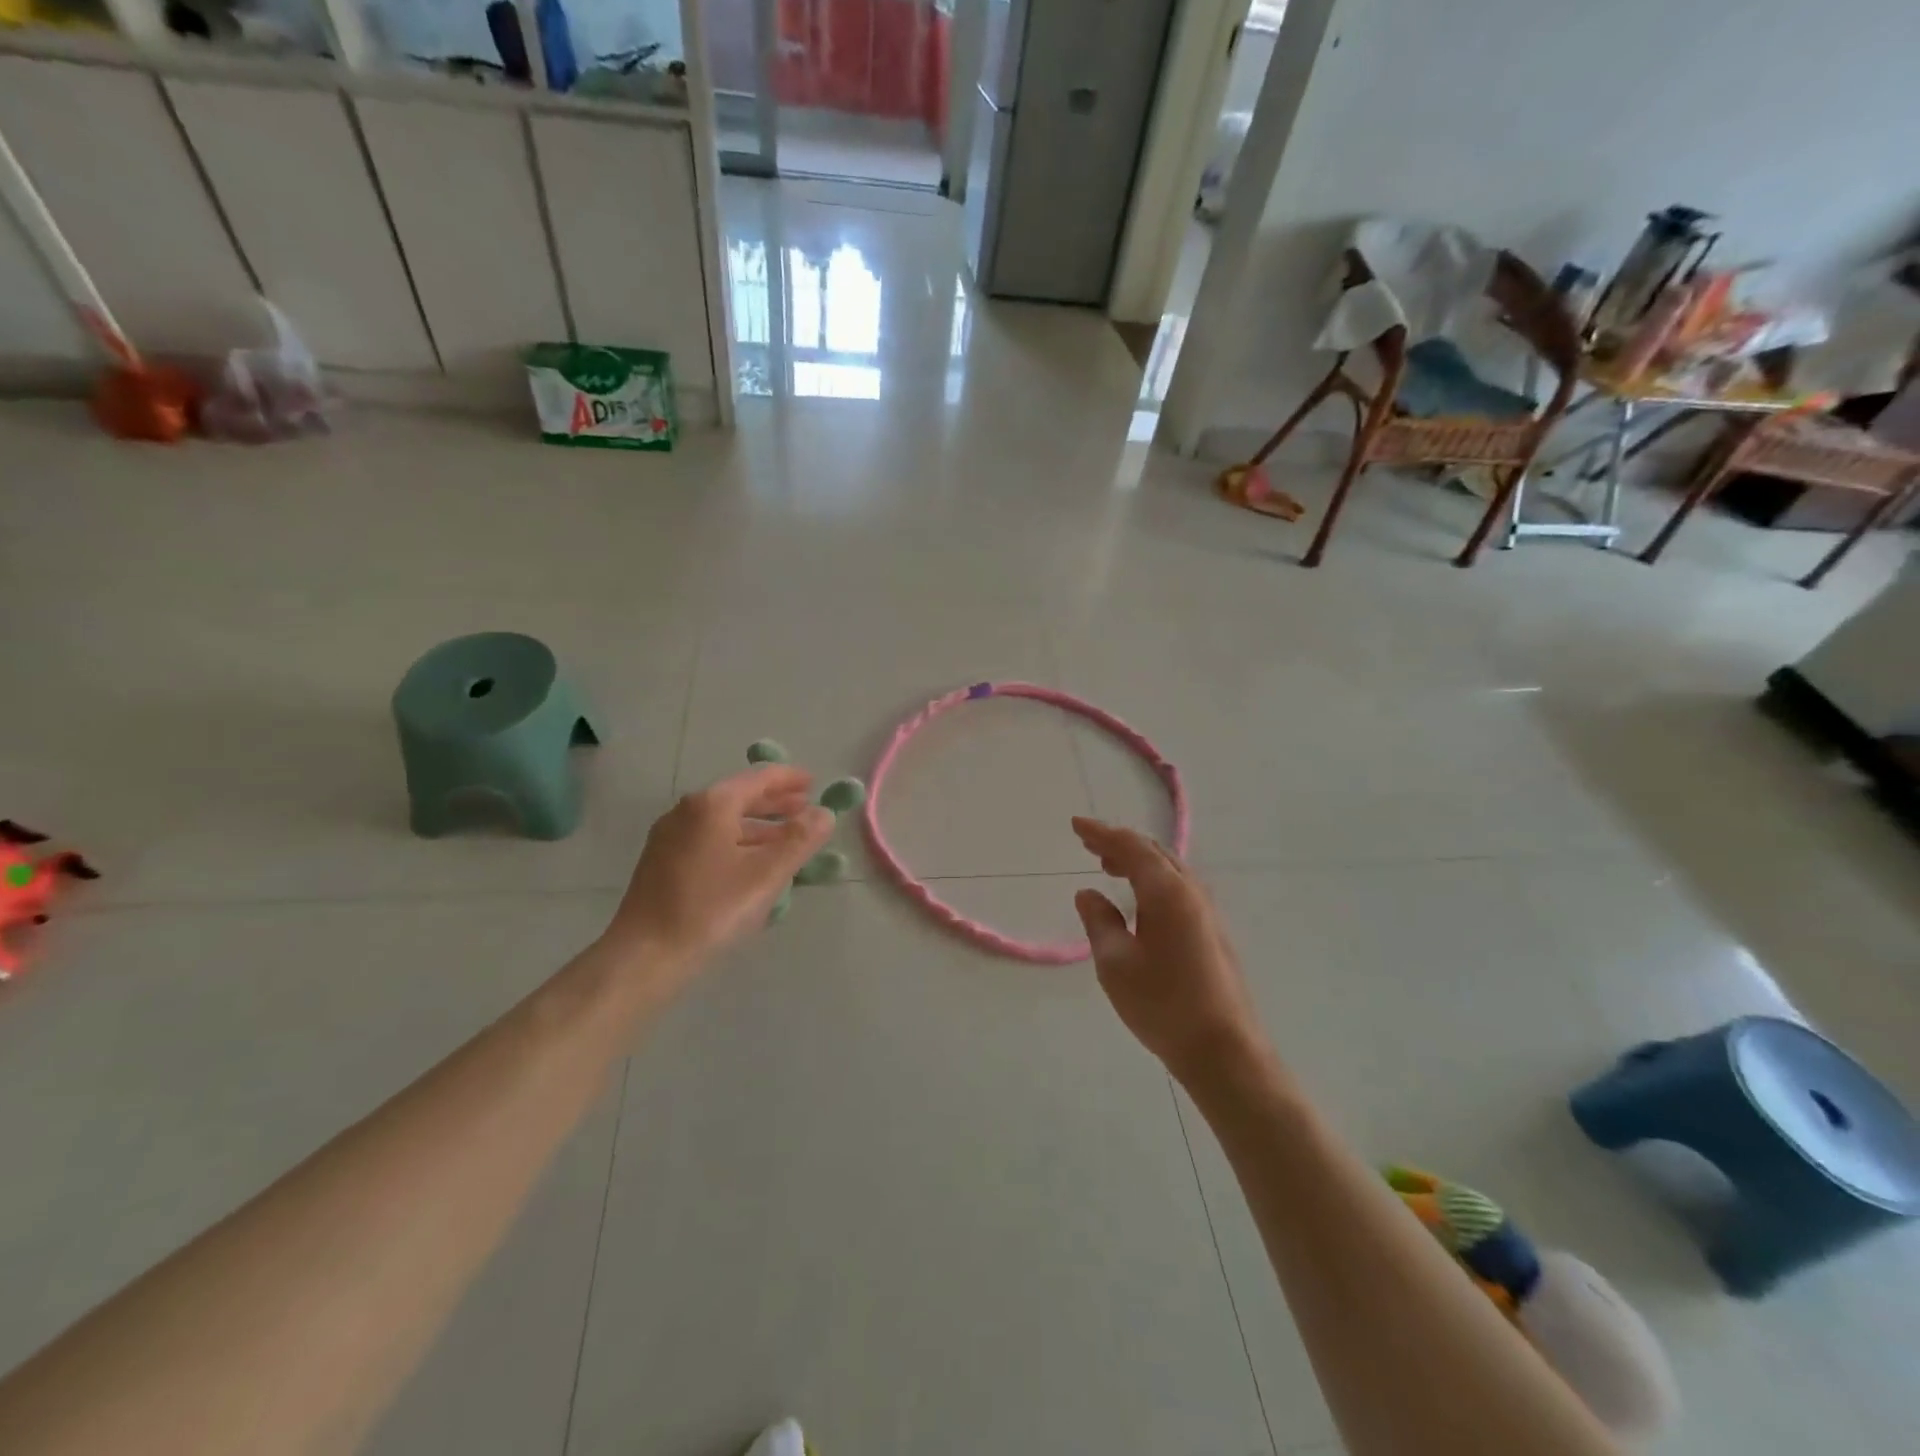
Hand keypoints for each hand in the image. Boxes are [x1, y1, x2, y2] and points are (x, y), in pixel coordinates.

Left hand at [604, 764, 834, 983]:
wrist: (645, 957)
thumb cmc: (711, 909)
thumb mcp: (767, 874)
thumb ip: (801, 840)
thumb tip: (825, 813)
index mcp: (712, 805)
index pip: (759, 779)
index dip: (789, 779)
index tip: (814, 783)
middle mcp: (687, 812)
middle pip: (739, 797)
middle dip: (775, 803)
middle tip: (806, 809)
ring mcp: (670, 837)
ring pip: (724, 821)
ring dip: (758, 826)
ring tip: (786, 840)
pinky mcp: (662, 863)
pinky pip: (709, 840)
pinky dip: (737, 842)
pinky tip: (751, 863)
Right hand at [1071, 818, 1265, 1081]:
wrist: (1224, 1050)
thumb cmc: (1163, 1004)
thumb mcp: (1115, 963)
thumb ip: (1099, 921)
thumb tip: (1088, 893)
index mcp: (1167, 891)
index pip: (1130, 847)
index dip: (1101, 833)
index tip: (1075, 825)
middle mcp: (1191, 892)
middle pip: (1153, 852)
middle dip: (1119, 844)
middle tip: (1088, 844)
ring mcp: (1207, 911)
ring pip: (1168, 869)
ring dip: (1137, 862)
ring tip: (1109, 867)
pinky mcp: (1213, 931)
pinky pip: (1178, 887)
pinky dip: (1152, 880)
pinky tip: (1140, 901)